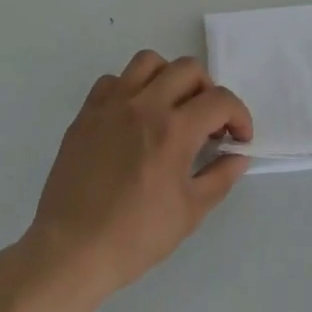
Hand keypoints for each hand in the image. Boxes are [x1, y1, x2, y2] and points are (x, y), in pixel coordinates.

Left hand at [25, 51, 251, 299]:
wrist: (72, 250)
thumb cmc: (135, 236)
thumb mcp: (190, 212)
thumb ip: (220, 177)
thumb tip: (238, 156)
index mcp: (174, 130)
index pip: (220, 100)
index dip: (239, 116)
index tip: (238, 138)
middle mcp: (144, 105)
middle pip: (188, 69)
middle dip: (208, 91)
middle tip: (208, 122)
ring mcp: (111, 105)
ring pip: (148, 62)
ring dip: (169, 78)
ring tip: (171, 107)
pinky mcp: (86, 113)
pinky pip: (113, 80)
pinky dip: (131, 89)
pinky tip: (134, 116)